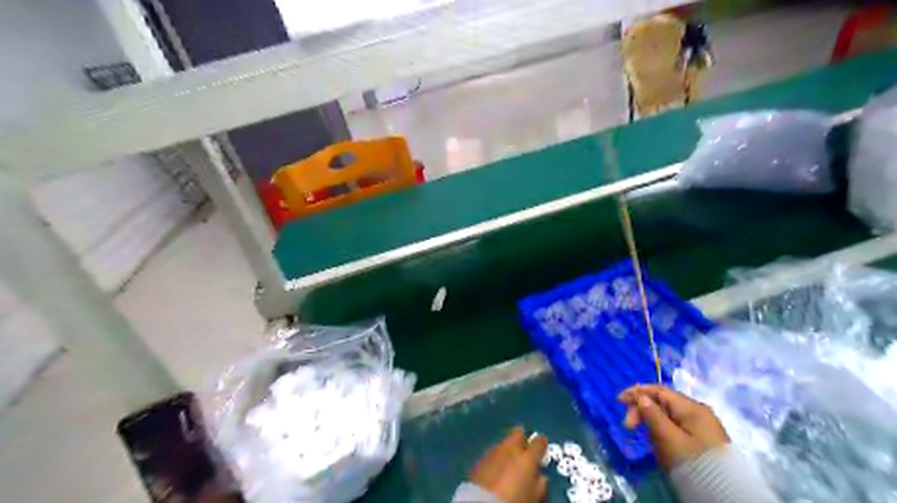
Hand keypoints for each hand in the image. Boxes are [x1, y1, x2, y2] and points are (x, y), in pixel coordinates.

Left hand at [470, 429, 546, 502]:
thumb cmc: (515, 501)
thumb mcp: (534, 497)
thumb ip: (540, 484)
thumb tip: (541, 476)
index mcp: (527, 458)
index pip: (539, 441)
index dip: (542, 442)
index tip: (543, 445)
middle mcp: (510, 449)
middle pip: (517, 432)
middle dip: (522, 437)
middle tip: (524, 448)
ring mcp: (493, 451)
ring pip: (504, 442)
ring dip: (507, 448)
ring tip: (509, 460)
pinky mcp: (480, 458)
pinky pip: (493, 452)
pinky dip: (497, 457)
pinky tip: (497, 467)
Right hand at [622, 384, 732, 471]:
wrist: (725, 492)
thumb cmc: (693, 461)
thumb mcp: (668, 437)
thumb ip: (652, 414)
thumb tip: (641, 398)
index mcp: (691, 407)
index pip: (659, 390)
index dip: (637, 392)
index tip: (619, 401)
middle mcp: (698, 411)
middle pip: (663, 402)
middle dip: (643, 410)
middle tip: (628, 427)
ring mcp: (703, 425)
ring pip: (669, 416)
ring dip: (653, 423)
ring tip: (648, 440)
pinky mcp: (704, 439)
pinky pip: (677, 428)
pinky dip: (664, 431)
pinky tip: (661, 445)